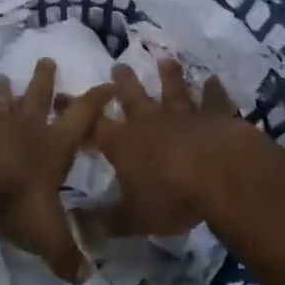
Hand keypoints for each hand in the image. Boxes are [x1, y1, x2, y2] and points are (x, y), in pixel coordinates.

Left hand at [0, 59, 111, 282]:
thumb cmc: (15, 199)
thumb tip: (86, 278)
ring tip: (2, 77)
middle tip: (47, 59)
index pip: (83, 116)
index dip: (98, 99)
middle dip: (45, 79)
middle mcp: (26, 127)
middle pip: (38, 95)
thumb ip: (66, 254)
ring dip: (4, 89)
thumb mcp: (47, 234)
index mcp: (53, 145)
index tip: (109, 83)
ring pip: (2, 100)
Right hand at [82, 59, 263, 238]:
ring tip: (165, 59)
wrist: (220, 173)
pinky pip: (213, 99)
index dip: (77, 113)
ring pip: (173, 89)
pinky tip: (214, 79)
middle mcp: (149, 122)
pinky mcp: (215, 115)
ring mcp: (184, 114)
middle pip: (132, 96)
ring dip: (169, 75)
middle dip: (122, 82)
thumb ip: (108, 220)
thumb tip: (79, 225)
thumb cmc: (171, 197)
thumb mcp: (134, 218)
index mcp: (123, 144)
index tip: (64, 98)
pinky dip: (213, 89)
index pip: (93, 126)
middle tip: (117, 65)